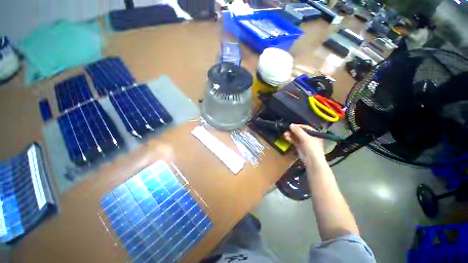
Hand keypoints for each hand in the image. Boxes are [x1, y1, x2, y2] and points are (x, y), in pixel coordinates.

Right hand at [284, 124, 324, 164]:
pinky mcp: (299, 146)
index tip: (291, 126)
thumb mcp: (305, 138)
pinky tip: (286, 137)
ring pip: (296, 136)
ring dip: (290, 135)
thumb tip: (291, 125)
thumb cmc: (312, 148)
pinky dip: (290, 139)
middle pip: (300, 132)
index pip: (306, 127)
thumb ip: (298, 131)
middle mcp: (309, 137)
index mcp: (314, 134)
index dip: (298, 126)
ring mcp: (304, 142)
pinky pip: (294, 141)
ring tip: (284, 134)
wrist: (312, 161)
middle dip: (293, 131)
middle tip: (286, 130)